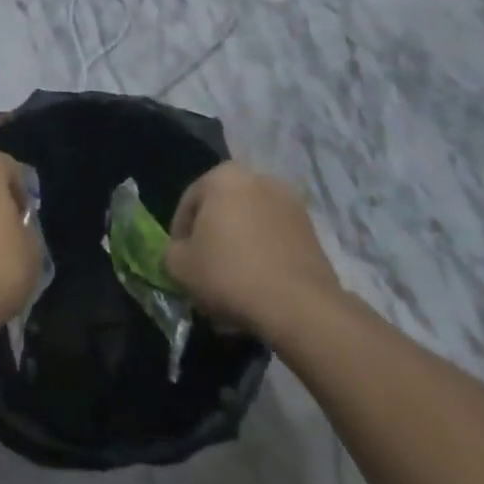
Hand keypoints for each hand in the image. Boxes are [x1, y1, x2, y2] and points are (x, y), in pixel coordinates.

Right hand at [164, 163, 340, 333]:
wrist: (299, 306)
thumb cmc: (229, 274)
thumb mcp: (179, 266)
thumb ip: (171, 251)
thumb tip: (181, 253)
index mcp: (223, 177)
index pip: (189, 204)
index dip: (180, 236)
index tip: (181, 263)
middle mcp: (259, 179)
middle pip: (222, 213)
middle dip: (212, 242)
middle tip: (205, 275)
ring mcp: (290, 204)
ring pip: (250, 228)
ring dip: (238, 251)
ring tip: (232, 288)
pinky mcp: (312, 232)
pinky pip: (274, 242)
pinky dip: (263, 260)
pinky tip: (257, 290)